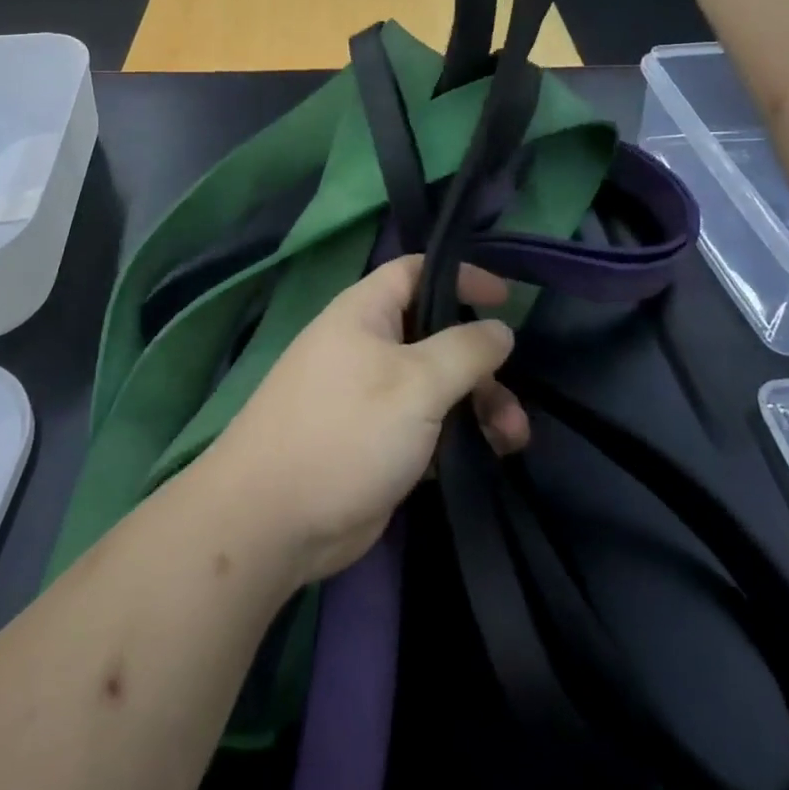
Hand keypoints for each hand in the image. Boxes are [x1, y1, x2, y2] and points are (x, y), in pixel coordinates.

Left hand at [195, 256, 528, 584]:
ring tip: (514, 439)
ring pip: (437, 385)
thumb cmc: (346, 430)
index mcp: (364, 313)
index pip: (414, 272)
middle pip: (435, 335)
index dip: (460, 275)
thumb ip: (464, 350)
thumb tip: (499, 328)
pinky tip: (489, 457)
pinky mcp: (376, 441)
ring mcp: (370, 396)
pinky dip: (458, 434)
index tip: (507, 297)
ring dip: (479, 404)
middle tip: (512, 399)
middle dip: (480, 362)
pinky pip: (428, 425)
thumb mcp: (416, 382)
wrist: (274, 518)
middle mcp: (366, 346)